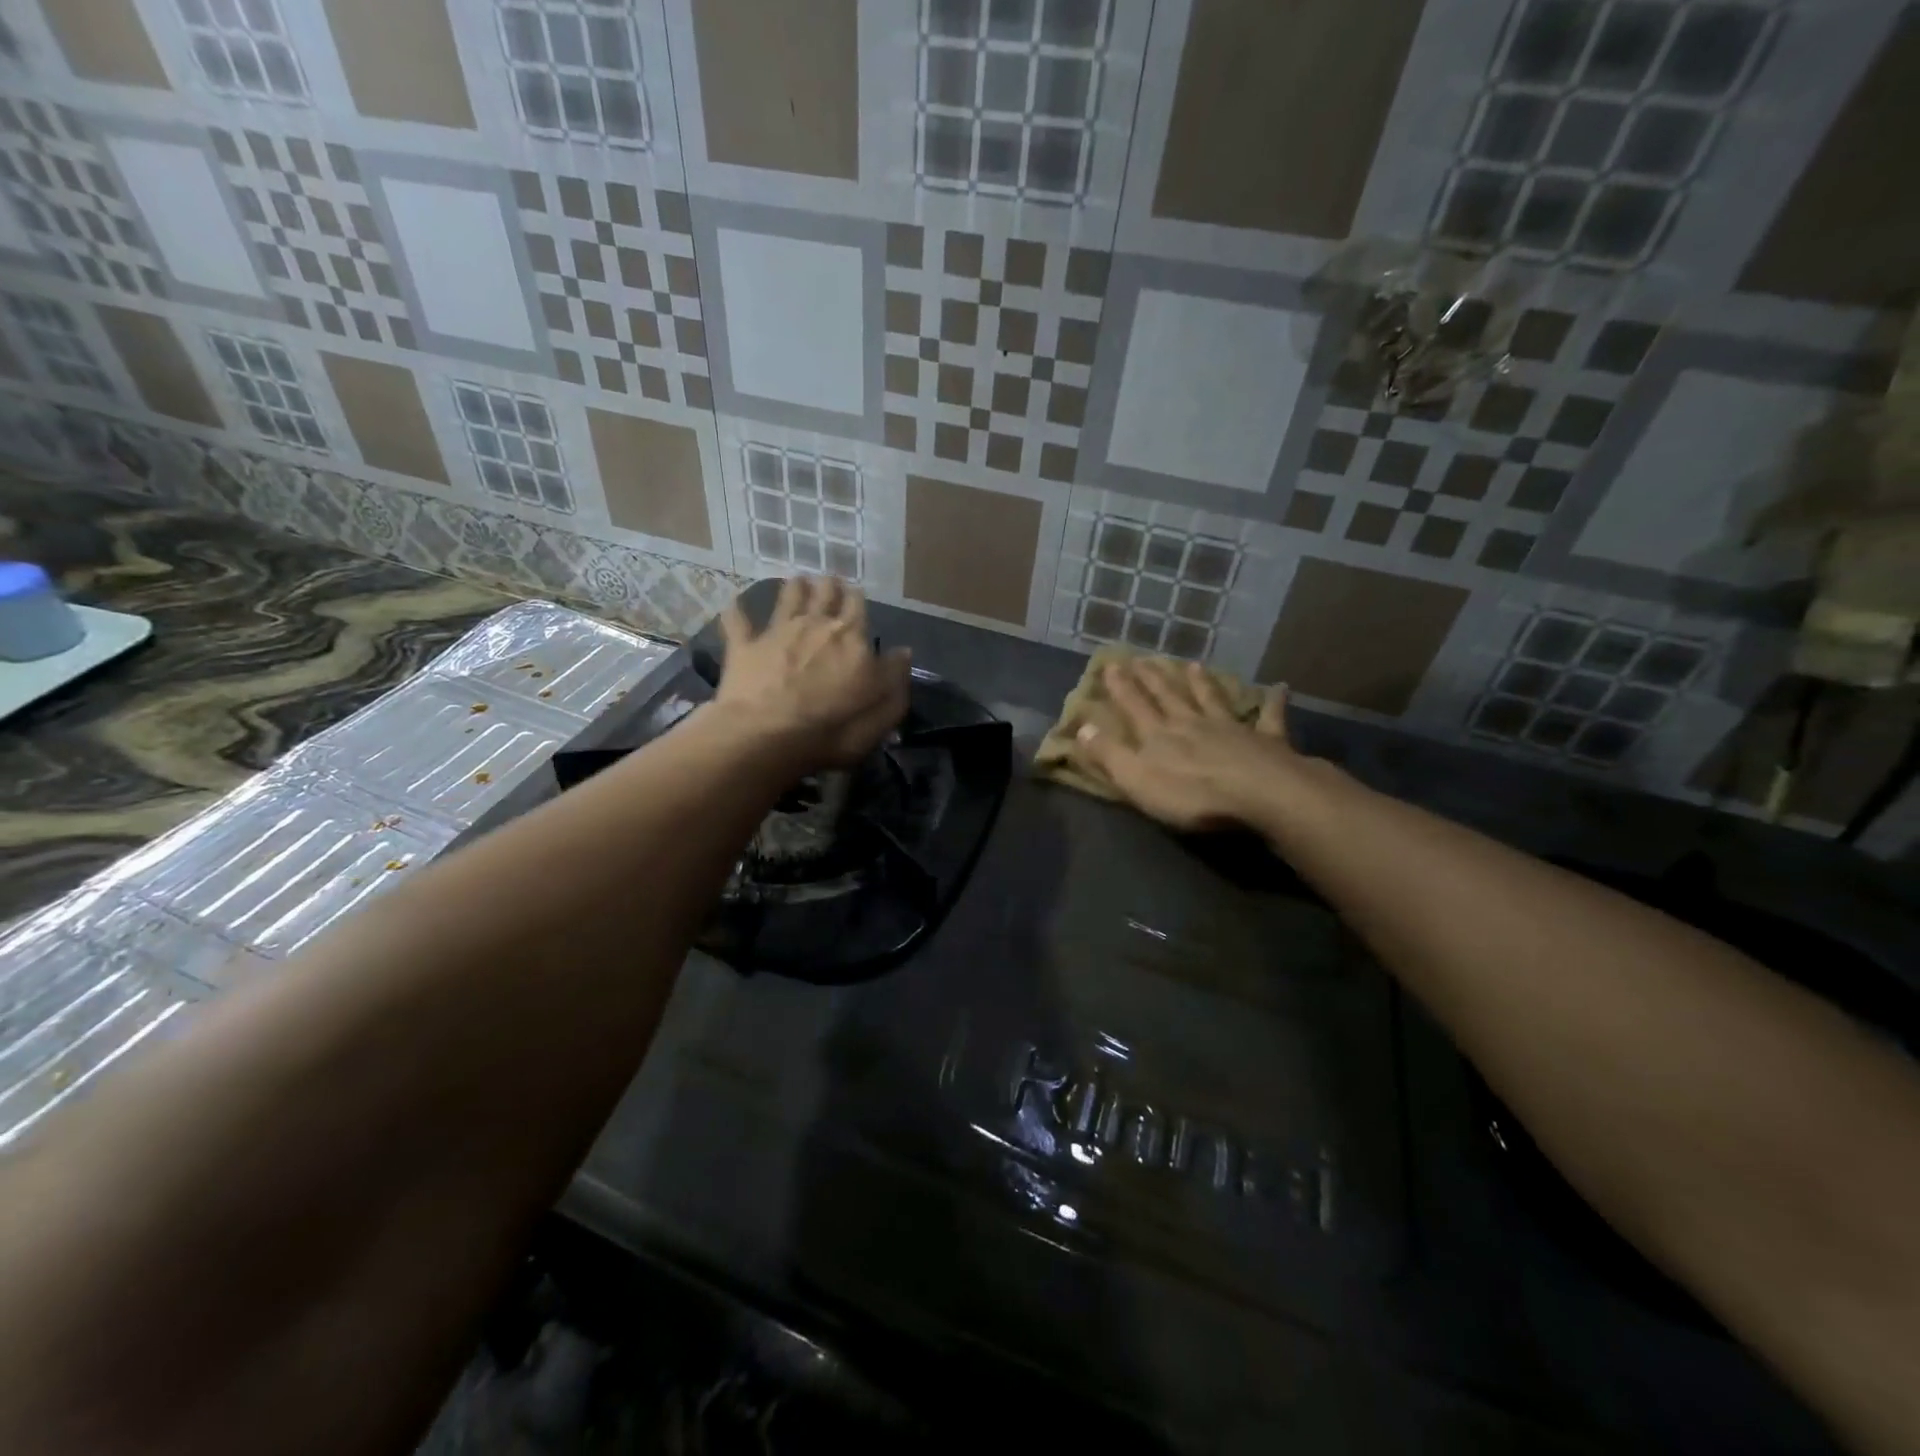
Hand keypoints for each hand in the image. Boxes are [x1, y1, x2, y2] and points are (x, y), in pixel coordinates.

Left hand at [714, 576, 910, 769]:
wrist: (765, 737)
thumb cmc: (831, 731)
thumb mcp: (880, 715)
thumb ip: (895, 681)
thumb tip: (904, 652)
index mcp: (851, 639)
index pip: (858, 606)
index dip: (857, 597)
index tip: (856, 593)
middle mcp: (815, 625)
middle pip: (824, 593)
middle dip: (829, 585)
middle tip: (829, 582)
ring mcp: (777, 632)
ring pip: (787, 597)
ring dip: (794, 587)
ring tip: (797, 581)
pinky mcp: (744, 646)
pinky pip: (738, 621)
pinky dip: (737, 611)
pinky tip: (735, 604)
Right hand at [1069, 658, 1305, 834]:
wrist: (1262, 795)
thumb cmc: (1193, 795)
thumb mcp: (1137, 779)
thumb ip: (1109, 754)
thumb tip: (1082, 727)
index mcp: (1160, 736)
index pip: (1135, 707)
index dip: (1121, 687)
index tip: (1112, 664)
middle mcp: (1193, 724)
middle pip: (1170, 697)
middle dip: (1154, 680)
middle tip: (1145, 659)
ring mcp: (1232, 730)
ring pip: (1212, 700)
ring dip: (1202, 683)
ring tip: (1194, 665)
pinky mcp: (1267, 741)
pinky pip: (1270, 718)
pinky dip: (1273, 702)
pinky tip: (1279, 688)